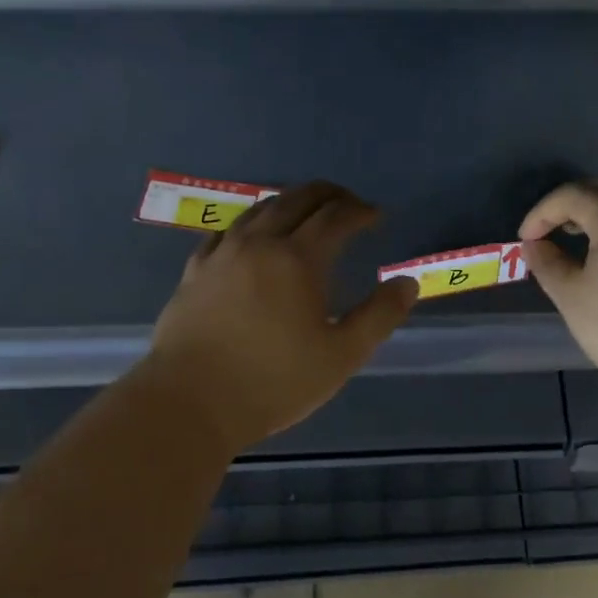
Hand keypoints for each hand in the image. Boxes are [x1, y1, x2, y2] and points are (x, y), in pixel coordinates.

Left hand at [147, 181, 417, 452]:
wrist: (190, 402)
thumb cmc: (274, 382)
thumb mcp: (342, 356)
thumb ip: (379, 316)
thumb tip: (407, 283)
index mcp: (298, 259)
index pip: (335, 217)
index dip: (360, 211)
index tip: (376, 216)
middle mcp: (258, 244)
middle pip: (296, 200)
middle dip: (327, 195)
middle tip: (347, 204)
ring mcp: (221, 255)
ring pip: (259, 210)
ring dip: (289, 202)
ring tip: (305, 213)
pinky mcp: (194, 272)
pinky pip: (226, 231)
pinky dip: (251, 223)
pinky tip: (252, 237)